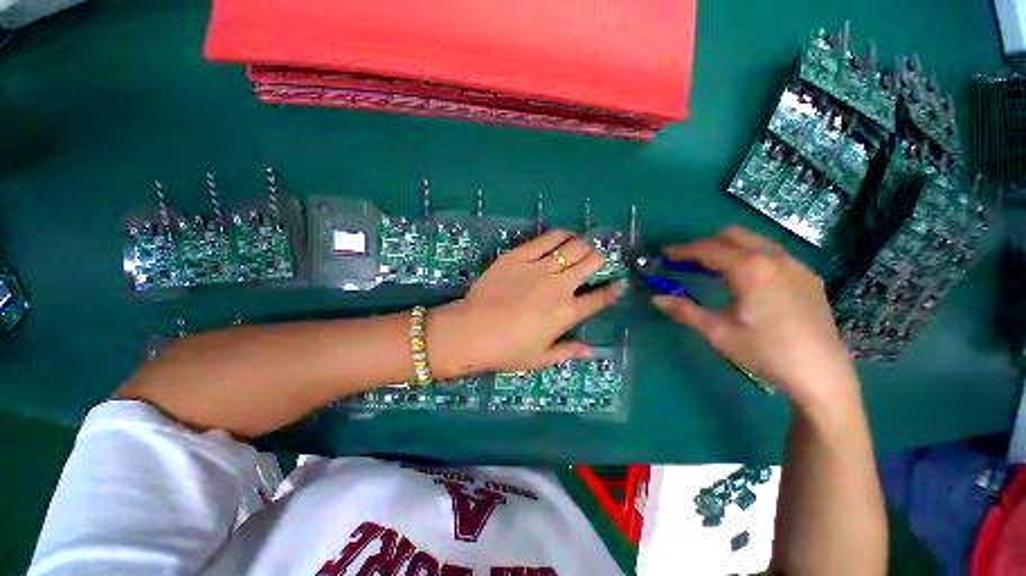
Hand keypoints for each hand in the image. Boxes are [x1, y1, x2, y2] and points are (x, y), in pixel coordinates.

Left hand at [429, 230, 624, 376]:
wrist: (473, 331)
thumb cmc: (507, 350)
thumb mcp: (540, 358)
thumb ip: (568, 352)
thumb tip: (591, 352)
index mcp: (566, 313)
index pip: (599, 299)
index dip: (612, 290)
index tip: (618, 283)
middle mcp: (559, 287)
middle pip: (589, 264)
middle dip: (597, 260)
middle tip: (594, 260)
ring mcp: (539, 268)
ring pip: (572, 247)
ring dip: (581, 245)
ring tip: (580, 245)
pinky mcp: (519, 256)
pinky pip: (545, 239)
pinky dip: (559, 235)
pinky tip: (562, 235)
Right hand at [652, 226, 857, 409]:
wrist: (822, 375)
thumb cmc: (765, 352)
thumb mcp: (718, 332)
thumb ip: (685, 311)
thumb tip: (656, 299)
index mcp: (749, 269)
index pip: (707, 249)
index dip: (682, 250)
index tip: (665, 253)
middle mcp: (774, 258)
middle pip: (733, 235)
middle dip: (707, 244)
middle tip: (689, 263)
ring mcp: (796, 265)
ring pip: (755, 242)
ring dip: (730, 249)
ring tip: (715, 271)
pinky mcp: (809, 277)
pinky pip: (774, 254)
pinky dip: (752, 257)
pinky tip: (748, 283)